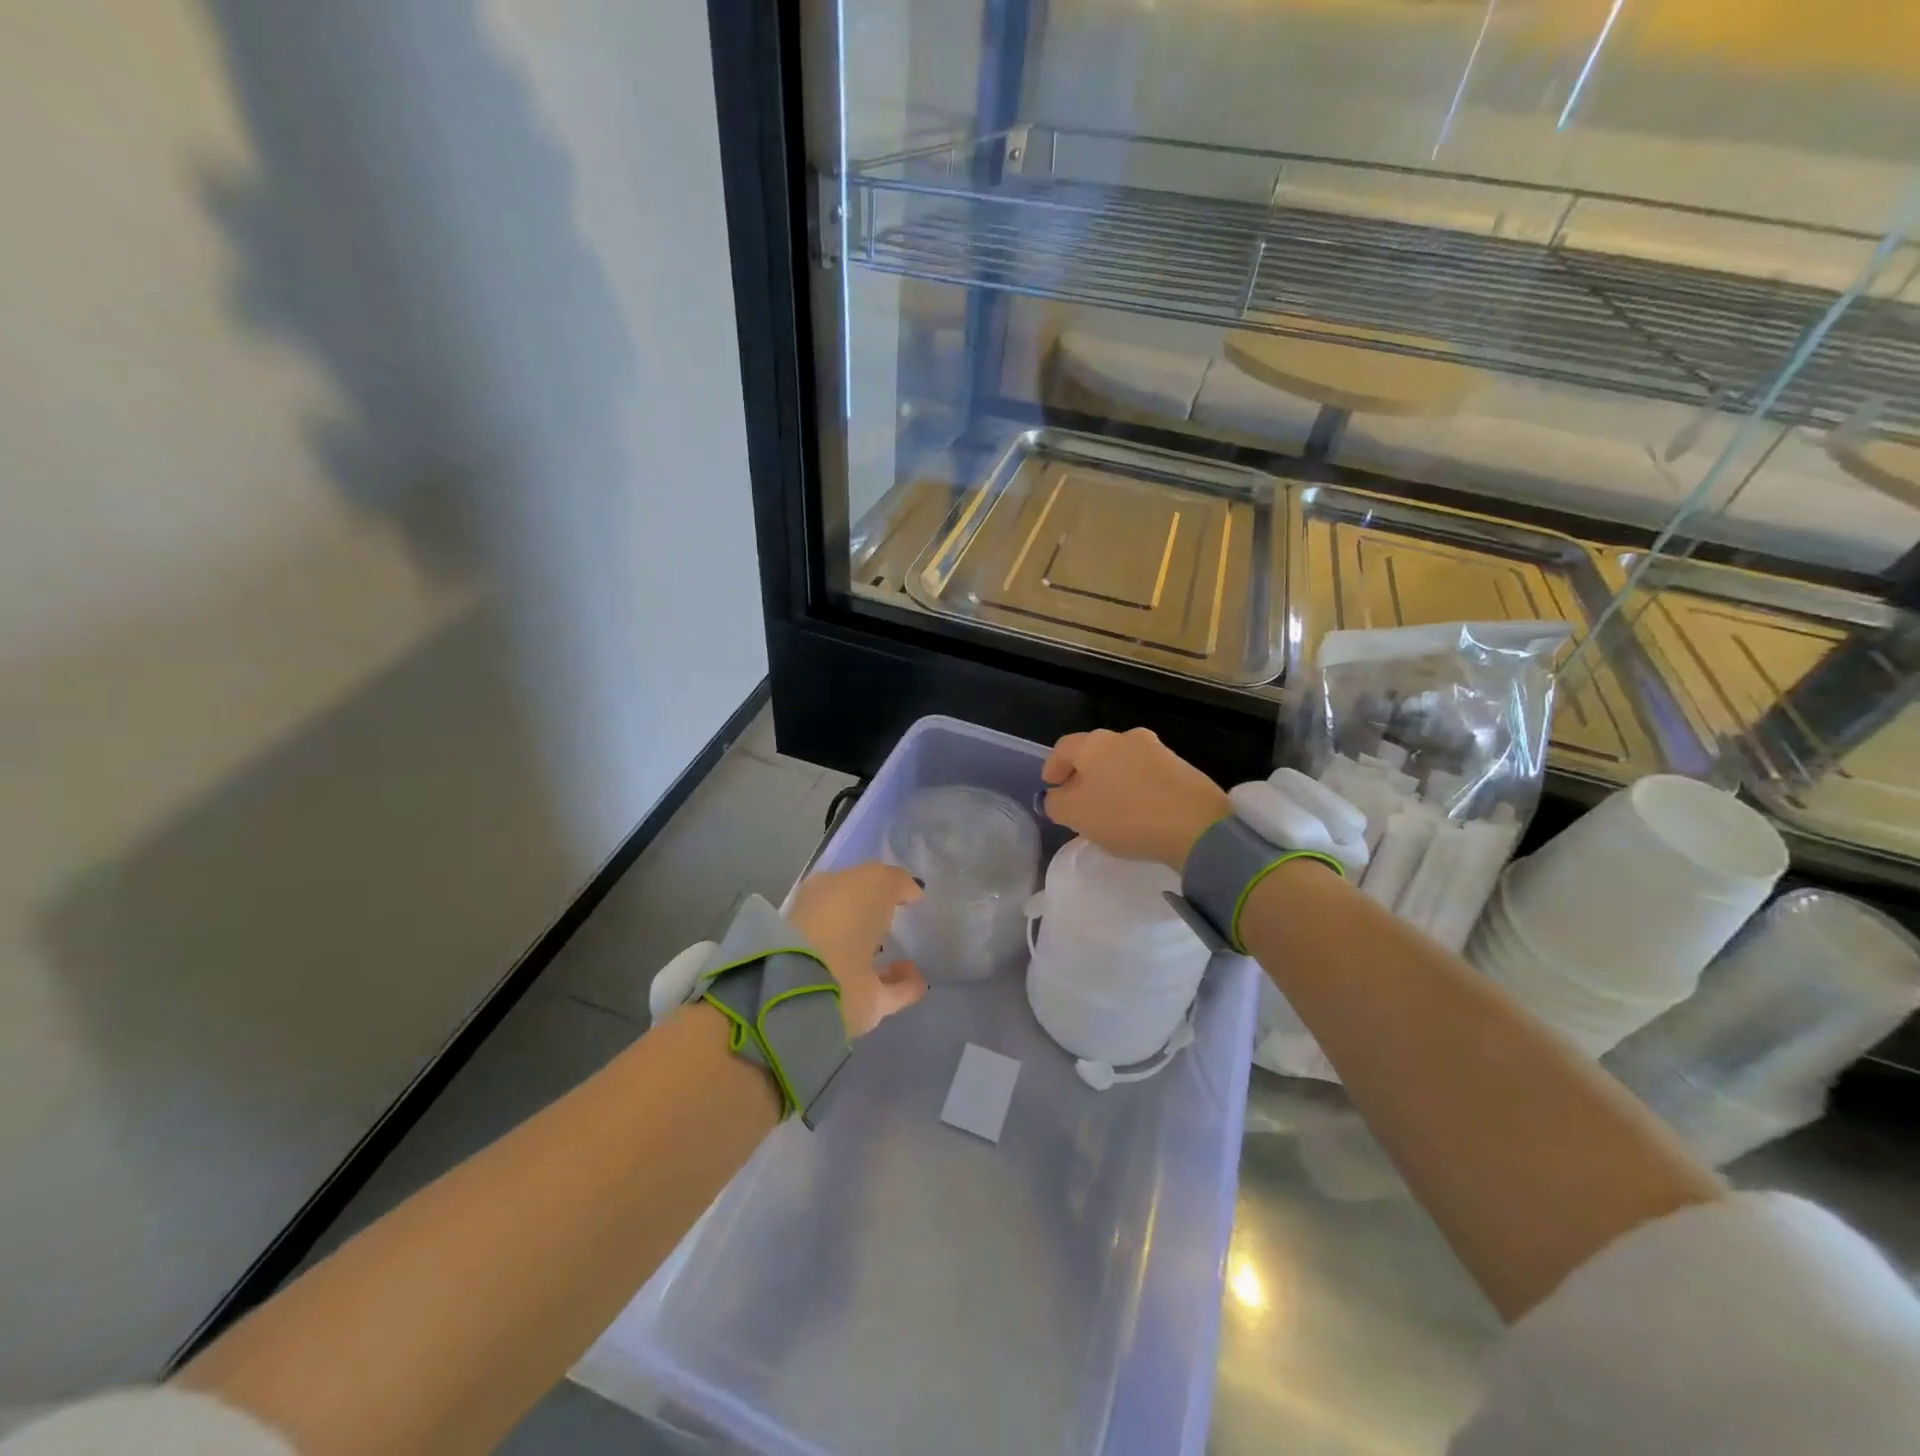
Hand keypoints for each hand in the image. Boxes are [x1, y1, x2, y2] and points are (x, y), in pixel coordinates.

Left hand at [787, 863, 928, 1036]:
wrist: (819, 982)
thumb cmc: (843, 917)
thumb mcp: (876, 880)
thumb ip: (896, 882)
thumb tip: (912, 892)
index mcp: (822, 897)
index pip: (848, 887)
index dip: (871, 886)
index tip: (899, 891)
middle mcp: (826, 932)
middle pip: (855, 924)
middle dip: (876, 923)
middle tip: (905, 920)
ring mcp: (838, 970)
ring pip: (868, 960)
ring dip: (890, 958)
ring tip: (916, 952)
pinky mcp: (855, 1003)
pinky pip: (886, 990)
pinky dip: (903, 985)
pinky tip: (922, 978)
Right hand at [1042, 728, 1231, 872]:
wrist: (1196, 825)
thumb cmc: (1125, 816)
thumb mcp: (1076, 816)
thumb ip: (1056, 803)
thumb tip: (1054, 796)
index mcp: (1094, 744)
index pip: (1063, 748)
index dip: (1053, 767)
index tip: (1050, 786)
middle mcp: (1124, 737)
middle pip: (1094, 753)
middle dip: (1082, 774)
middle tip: (1077, 799)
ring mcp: (1156, 750)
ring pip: (1122, 762)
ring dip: (1111, 780)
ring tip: (1109, 807)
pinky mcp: (1181, 767)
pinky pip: (1146, 774)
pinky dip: (1135, 787)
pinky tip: (1137, 810)